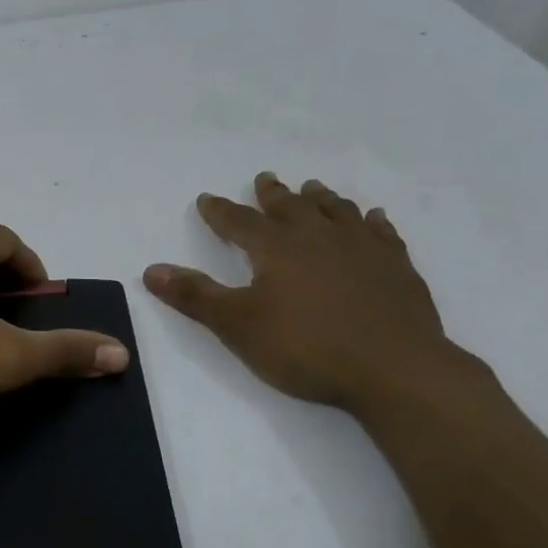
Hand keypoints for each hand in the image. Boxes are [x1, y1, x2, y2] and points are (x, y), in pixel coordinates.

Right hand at [144, 173, 475, 415]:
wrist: (393, 368)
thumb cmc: (306, 347)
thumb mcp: (238, 326)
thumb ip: (195, 297)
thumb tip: (151, 270)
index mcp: (277, 249)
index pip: (239, 223)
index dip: (219, 212)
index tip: (206, 199)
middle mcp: (319, 237)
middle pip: (290, 207)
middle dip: (272, 195)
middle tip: (264, 179)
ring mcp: (363, 248)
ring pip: (337, 211)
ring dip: (321, 198)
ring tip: (312, 188)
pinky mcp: (396, 266)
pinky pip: (381, 232)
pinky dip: (371, 221)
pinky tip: (373, 218)